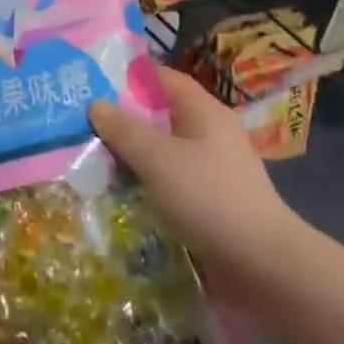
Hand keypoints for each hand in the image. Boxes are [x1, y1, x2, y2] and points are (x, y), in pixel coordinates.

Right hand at [89, 67, 305, 301]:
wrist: (263, 267)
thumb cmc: (209, 198)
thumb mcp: (158, 159)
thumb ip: (124, 130)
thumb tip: (96, 104)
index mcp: (204, 112)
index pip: (162, 78)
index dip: (128, 76)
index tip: (92, 81)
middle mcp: (210, 134)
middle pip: (159, 115)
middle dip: (122, 120)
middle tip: (80, 123)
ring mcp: (212, 170)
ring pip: (162, 152)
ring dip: (131, 156)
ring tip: (90, 159)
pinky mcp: (210, 203)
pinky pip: (170, 182)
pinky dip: (145, 184)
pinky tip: (119, 194)